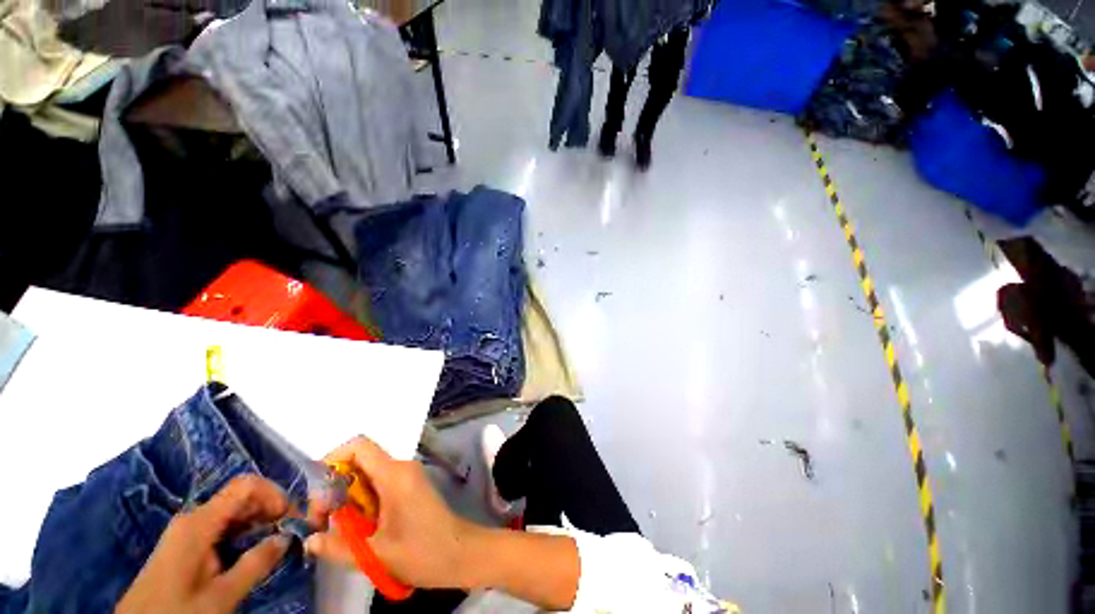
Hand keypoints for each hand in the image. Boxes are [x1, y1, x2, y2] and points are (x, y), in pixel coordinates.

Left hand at [116, 475, 292, 613]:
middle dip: (270, 508)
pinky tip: (252, 548)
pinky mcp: (185, 542)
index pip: (245, 485)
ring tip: (275, 540)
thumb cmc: (178, 611)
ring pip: (232, 511)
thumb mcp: (221, 596)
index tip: (290, 517)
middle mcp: (194, 518)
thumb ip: (256, 564)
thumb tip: (287, 537)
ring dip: (258, 520)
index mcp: (199, 523)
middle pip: (240, 496)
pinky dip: (243, 530)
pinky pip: (222, 525)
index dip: (274, 493)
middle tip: (290, 531)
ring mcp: (187, 529)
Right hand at [304, 436, 478, 589]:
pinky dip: (362, 505)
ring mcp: (406, 477)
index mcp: (394, 474)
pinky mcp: (409, 489)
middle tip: (324, 522)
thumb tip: (309, 540)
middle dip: (335, 489)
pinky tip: (360, 531)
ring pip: (367, 478)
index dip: (333, 462)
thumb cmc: (421, 552)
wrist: (459, 553)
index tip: (319, 495)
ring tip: (340, 531)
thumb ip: (337, 546)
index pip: (359, 446)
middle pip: (359, 463)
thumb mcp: (375, 554)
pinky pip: (378, 487)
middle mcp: (400, 468)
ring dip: (348, 501)